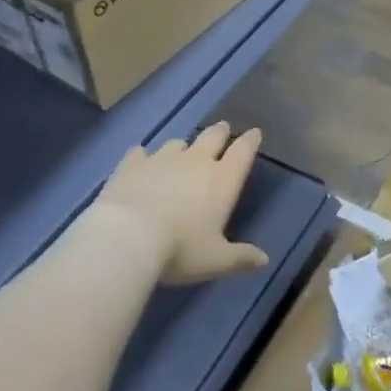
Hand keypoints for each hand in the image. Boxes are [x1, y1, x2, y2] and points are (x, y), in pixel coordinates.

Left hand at [93, 124, 267, 284]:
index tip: (254, 133)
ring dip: (182, 147)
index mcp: (222, 180)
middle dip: (220, 132)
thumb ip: (240, 258)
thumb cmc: (180, 249)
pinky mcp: (131, 165)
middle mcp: (195, 162)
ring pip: (177, 143)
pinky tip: (140, 160)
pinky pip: (140, 153)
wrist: (127, 239)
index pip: (242, 152)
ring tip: (181, 152)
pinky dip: (143, 156)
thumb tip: (264, 260)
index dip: (250, 141)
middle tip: (222, 128)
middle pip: (212, 137)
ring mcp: (161, 160)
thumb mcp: (215, 261)